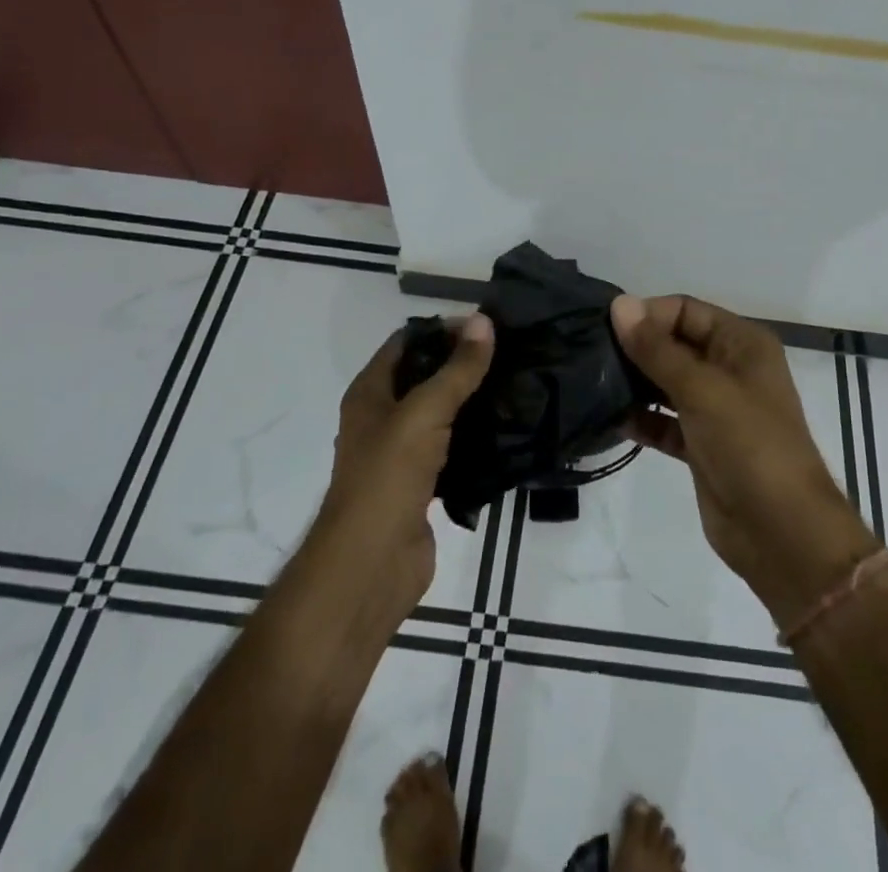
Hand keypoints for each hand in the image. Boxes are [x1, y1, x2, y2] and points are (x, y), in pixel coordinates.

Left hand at [310, 314, 493, 623]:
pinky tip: (508, 429)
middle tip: (511, 353)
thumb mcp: (423, 413)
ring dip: (472, 400)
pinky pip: (453, 448)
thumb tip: (483, 320)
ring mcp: (402, 453)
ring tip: (516, 384)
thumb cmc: (387, 478)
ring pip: (442, 413)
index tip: (488, 326)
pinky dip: (475, 437)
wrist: (371, 567)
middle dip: (463, 363)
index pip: (407, 342)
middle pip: (425, 375)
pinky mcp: (422, 484)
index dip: (442, 329)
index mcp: (371, 392)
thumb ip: (456, 370)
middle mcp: (382, 417)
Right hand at [611, 294, 878, 627]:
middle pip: (674, 344)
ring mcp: (716, 409)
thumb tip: (619, 304)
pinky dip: (643, 419)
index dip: (648, 315)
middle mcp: (730, 369)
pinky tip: (613, 420)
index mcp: (742, 343)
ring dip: (635, 383)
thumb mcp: (702, 389)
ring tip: (594, 385)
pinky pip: (665, 421)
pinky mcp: (702, 445)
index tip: (605, 329)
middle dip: (637, 348)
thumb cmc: (749, 445)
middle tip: (590, 355)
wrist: (782, 533)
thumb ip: (656, 349)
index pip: (686, 311)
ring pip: (667, 383)